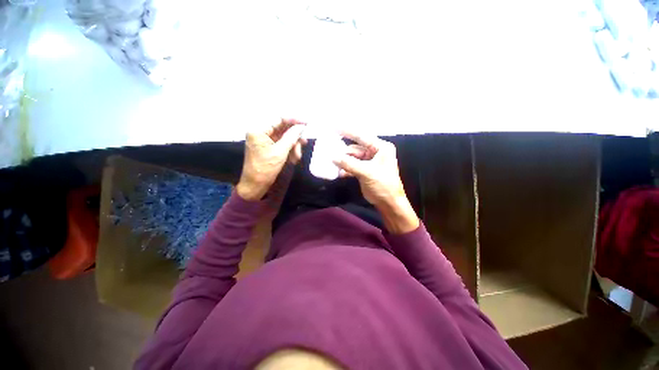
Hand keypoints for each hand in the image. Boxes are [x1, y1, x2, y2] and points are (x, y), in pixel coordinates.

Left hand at [236, 119, 305, 200]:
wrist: (255, 185)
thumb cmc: (265, 168)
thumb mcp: (280, 152)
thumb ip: (291, 137)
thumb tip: (301, 127)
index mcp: (258, 130)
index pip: (279, 118)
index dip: (294, 120)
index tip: (307, 123)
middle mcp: (260, 132)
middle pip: (282, 128)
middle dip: (294, 137)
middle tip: (304, 142)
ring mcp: (264, 140)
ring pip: (283, 137)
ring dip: (293, 146)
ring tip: (298, 156)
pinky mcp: (268, 148)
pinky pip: (281, 145)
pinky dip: (289, 150)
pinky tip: (293, 159)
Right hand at [333, 131, 418, 233]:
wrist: (389, 203)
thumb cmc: (383, 185)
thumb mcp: (366, 172)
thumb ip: (349, 163)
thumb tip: (333, 157)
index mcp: (381, 148)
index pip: (362, 136)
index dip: (348, 131)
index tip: (335, 127)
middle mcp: (375, 152)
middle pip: (355, 149)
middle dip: (343, 152)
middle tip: (329, 153)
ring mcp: (369, 162)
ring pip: (352, 158)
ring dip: (343, 162)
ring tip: (332, 164)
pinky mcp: (365, 171)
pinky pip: (352, 166)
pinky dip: (346, 169)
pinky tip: (338, 173)